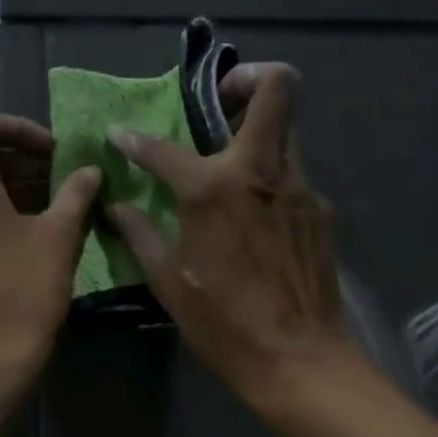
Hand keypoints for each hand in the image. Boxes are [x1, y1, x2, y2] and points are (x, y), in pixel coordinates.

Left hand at [0, 111, 100, 378]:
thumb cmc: (26, 290)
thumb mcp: (60, 235)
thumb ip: (76, 192)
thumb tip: (89, 170)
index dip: (19, 128)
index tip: (53, 151)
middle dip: (21, 163)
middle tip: (62, 181)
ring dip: (9, 190)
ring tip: (51, 209)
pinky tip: (25, 237)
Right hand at [107, 64, 352, 403]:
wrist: (297, 358)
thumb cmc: (222, 323)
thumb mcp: (167, 281)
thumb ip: (140, 234)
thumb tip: (116, 206)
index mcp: (212, 189)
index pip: (165, 147)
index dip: (135, 139)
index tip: (122, 135)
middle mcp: (261, 172)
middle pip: (277, 88)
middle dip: (248, 78)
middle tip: (222, 102)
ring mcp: (300, 189)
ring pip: (288, 132)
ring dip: (261, 132)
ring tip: (234, 167)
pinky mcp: (321, 212)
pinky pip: (294, 178)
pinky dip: (271, 183)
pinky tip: (258, 221)